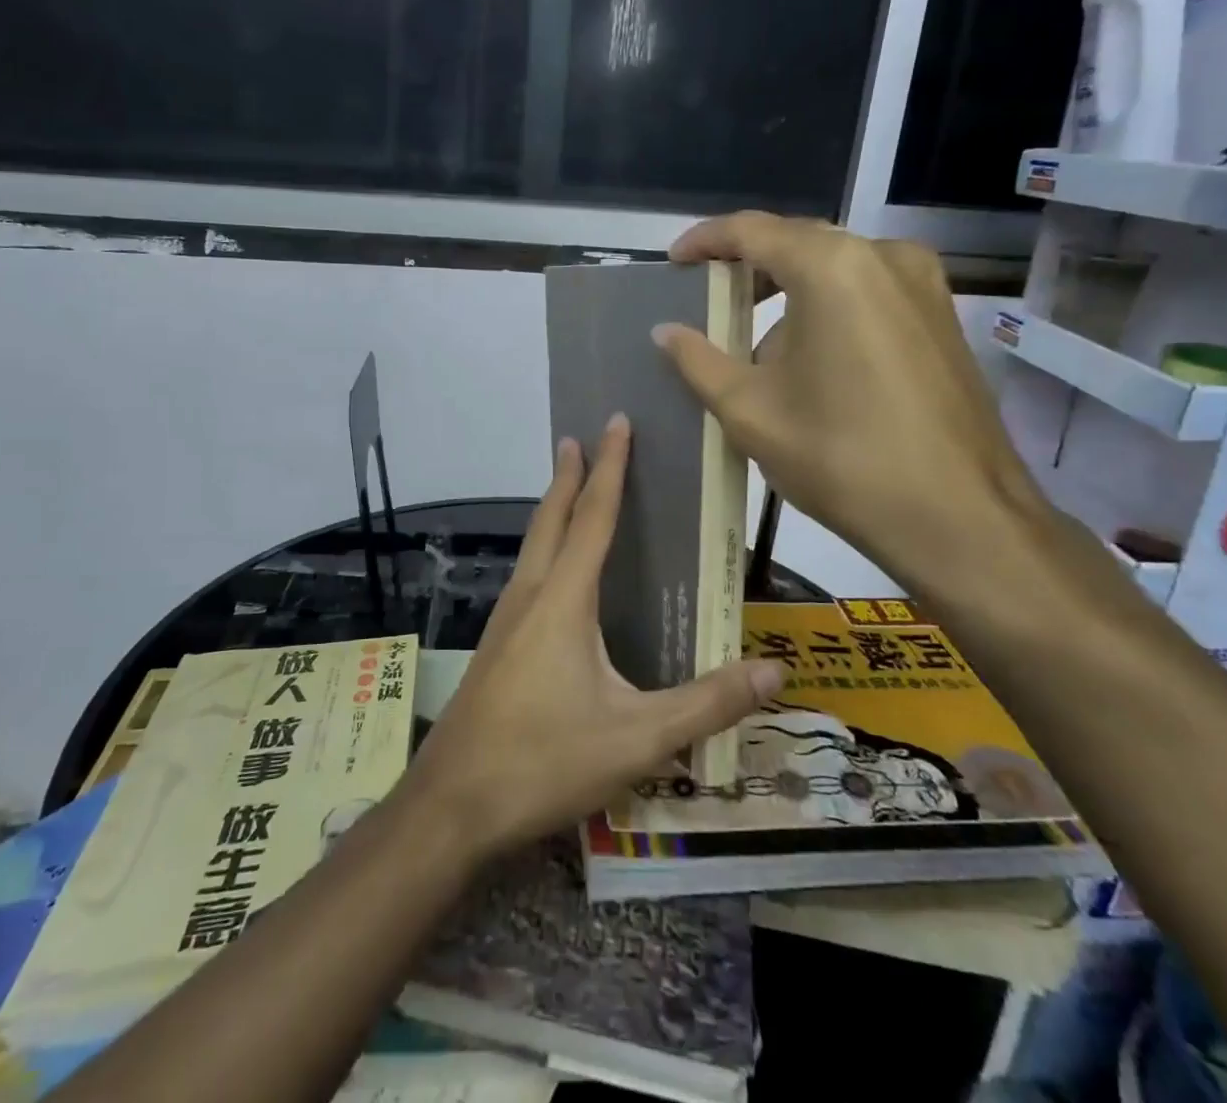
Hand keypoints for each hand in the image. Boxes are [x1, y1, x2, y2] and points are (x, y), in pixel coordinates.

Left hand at [406, 416, 787, 856]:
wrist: (451, 805)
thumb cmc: (544, 761)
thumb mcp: (637, 739)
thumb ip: (706, 704)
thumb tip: (774, 671)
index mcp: (563, 600)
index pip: (593, 516)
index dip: (609, 467)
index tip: (615, 422)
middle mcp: (529, 596)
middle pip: (550, 519)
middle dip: (567, 475)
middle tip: (577, 436)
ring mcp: (504, 621)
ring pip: (531, 546)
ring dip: (551, 510)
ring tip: (567, 490)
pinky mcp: (494, 647)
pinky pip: (525, 576)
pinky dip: (543, 549)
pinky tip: (552, 576)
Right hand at [652, 212, 1054, 607]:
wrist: (958, 516)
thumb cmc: (840, 456)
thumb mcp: (749, 410)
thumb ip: (698, 360)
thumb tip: (666, 331)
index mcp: (831, 267)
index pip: (752, 230)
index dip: (705, 240)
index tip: (674, 261)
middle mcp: (883, 256)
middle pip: (797, 242)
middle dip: (748, 266)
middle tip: (708, 297)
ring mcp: (923, 284)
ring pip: (835, 267)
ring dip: (788, 290)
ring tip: (753, 338)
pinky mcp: (942, 316)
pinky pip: (868, 290)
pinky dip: (827, 306)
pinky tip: (808, 355)